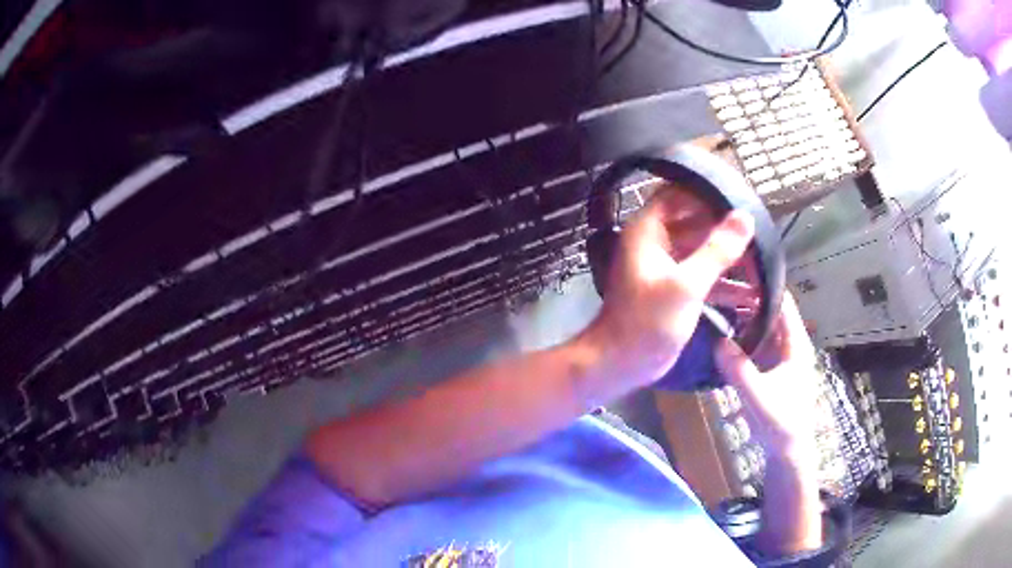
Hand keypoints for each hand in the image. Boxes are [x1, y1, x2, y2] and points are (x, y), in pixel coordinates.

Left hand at [583, 183, 754, 391]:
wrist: (622, 364)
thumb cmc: (647, 321)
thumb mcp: (687, 284)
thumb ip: (717, 250)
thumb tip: (744, 217)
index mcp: (649, 230)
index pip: (679, 194)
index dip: (707, 191)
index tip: (739, 195)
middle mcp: (657, 242)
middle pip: (697, 223)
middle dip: (728, 229)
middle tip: (761, 233)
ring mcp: (668, 267)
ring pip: (704, 251)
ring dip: (731, 259)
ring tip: (764, 264)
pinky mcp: (677, 290)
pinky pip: (705, 277)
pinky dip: (725, 284)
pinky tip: (753, 294)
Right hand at [715, 292, 817, 458]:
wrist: (788, 451)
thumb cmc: (781, 423)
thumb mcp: (758, 397)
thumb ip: (739, 370)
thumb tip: (716, 341)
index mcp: (795, 344)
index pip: (783, 303)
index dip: (762, 287)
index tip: (735, 276)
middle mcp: (789, 344)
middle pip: (768, 312)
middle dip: (745, 302)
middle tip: (715, 293)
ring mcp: (779, 356)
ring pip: (759, 328)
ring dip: (740, 320)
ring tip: (713, 311)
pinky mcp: (769, 368)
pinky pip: (753, 345)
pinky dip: (739, 339)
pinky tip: (719, 339)